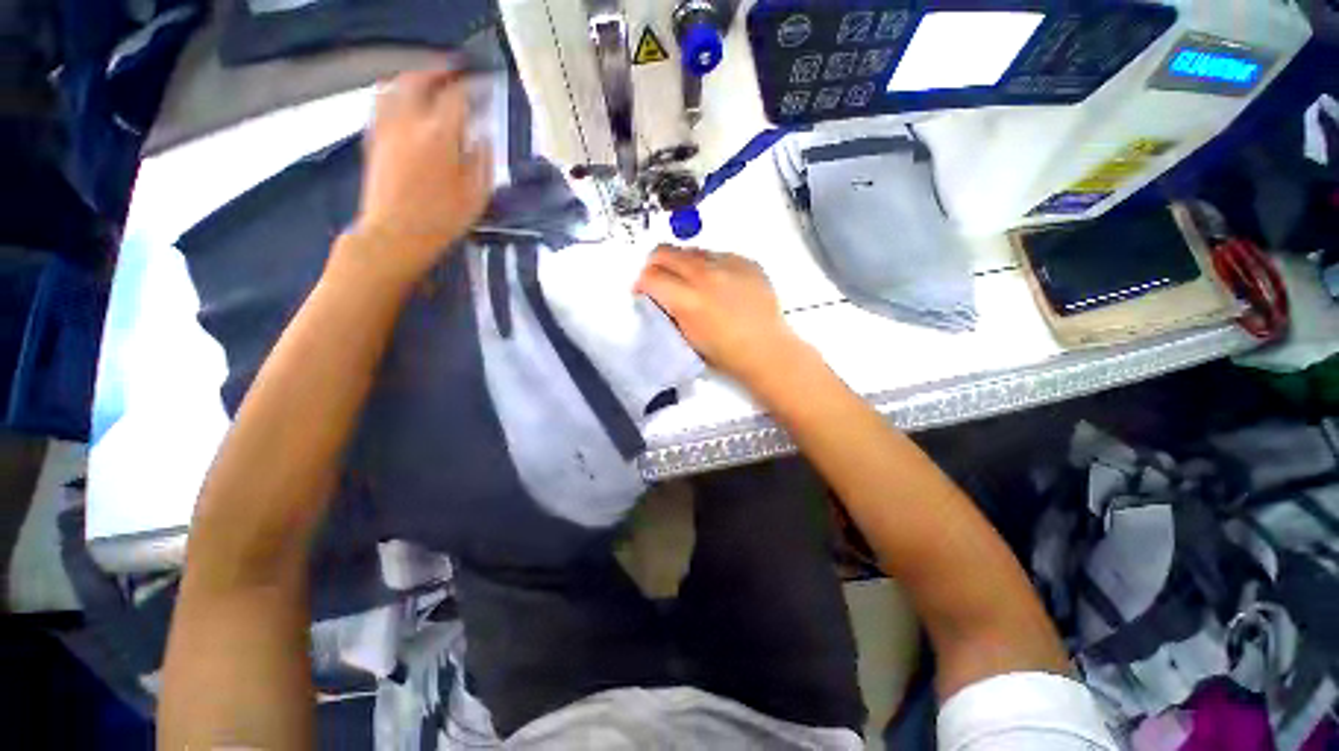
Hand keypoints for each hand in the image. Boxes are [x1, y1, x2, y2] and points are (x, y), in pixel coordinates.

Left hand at [341, 69, 492, 287]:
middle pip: (421, 80)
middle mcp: (410, 122)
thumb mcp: (476, 195)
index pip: (457, 98)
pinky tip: (402, 99)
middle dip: (439, 72)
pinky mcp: (374, 138)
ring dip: (414, 77)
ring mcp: (387, 128)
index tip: (482, 89)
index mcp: (440, 136)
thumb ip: (482, 160)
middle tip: (454, 73)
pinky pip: (381, 103)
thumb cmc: (442, 219)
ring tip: (428, 80)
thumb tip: (483, 137)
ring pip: (396, 86)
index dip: (471, 89)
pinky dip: (393, 93)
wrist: (396, 234)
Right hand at [635, 245, 805, 384]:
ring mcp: (729, 264)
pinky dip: (710, 266)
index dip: (641, 284)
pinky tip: (719, 285)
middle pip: (665, 252)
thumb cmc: (726, 355)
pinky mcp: (746, 261)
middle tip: (660, 281)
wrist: (767, 350)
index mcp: (687, 300)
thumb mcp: (687, 338)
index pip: (650, 276)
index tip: (644, 292)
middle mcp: (705, 275)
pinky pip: (718, 254)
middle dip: (655, 265)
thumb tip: (660, 296)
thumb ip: (670, 311)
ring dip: (682, 264)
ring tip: (692, 284)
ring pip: (691, 250)